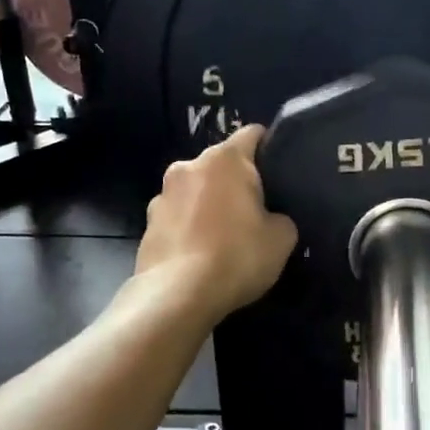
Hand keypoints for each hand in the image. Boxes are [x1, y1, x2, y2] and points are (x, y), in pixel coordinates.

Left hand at [136, 125, 298, 320]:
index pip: (253, 134)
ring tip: (224, 238)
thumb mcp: (282, 238)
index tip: (281, 170)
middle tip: (256, 212)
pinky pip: (178, 218)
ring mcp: (162, 195)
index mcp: (225, 159)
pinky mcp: (147, 225)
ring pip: (196, 191)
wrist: (177, 295)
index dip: (270, 148)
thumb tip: (271, 218)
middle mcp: (188, 166)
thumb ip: (281, 217)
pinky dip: (190, 228)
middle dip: (237, 182)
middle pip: (221, 165)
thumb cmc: (236, 256)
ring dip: (209, 205)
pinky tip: (201, 255)